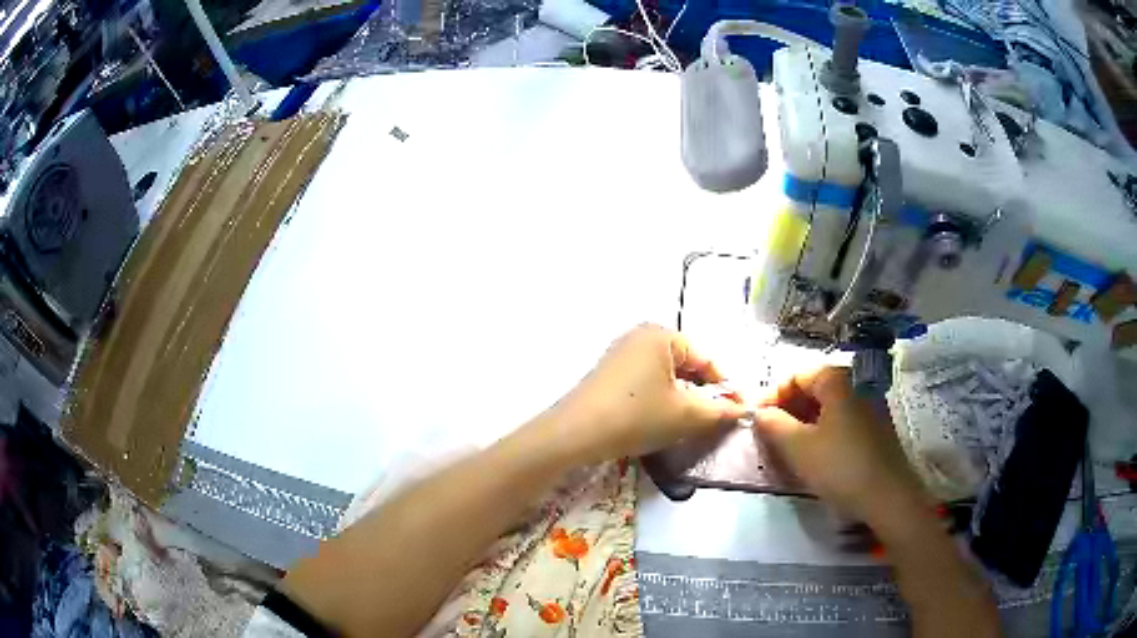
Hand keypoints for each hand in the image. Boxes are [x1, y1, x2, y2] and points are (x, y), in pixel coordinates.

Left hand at [544, 324, 748, 463]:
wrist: (574, 434)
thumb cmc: (636, 416)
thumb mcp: (686, 415)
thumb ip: (720, 412)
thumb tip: (743, 410)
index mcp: (661, 335)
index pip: (706, 358)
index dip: (726, 386)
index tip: (739, 411)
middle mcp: (639, 337)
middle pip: (685, 364)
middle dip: (704, 392)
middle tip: (716, 419)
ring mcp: (620, 354)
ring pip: (665, 376)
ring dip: (682, 398)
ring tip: (691, 423)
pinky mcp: (607, 374)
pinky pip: (646, 382)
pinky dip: (660, 399)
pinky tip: (661, 420)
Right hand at [753, 367, 928, 534]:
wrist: (888, 497)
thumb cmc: (841, 467)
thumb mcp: (798, 447)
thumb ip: (773, 425)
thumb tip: (760, 413)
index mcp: (839, 380)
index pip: (796, 375)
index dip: (772, 395)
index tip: (756, 420)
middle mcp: (857, 385)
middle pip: (814, 389)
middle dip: (788, 410)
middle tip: (769, 436)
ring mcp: (871, 406)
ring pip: (829, 407)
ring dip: (804, 423)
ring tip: (788, 449)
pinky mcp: (877, 429)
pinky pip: (843, 421)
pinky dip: (823, 432)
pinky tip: (815, 456)